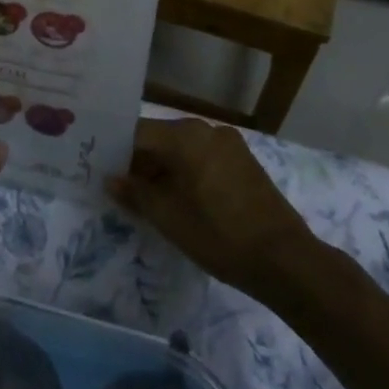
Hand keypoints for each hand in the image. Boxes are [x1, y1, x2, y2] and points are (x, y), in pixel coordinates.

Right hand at [107, 118, 314, 293]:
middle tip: (123, 191)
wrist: (285, 260)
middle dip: (141, 163)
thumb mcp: (168, 218)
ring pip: (183, 150)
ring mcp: (229, 143)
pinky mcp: (243, 162)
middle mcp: (206, 129)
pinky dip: (188, 173)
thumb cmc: (219, 235)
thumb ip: (135, 194)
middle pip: (161, 139)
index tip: (103, 172)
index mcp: (185, 135)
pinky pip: (204, 158)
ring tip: (151, 200)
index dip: (118, 153)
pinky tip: (184, 200)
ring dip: (165, 170)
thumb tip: (110, 179)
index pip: (138, 134)